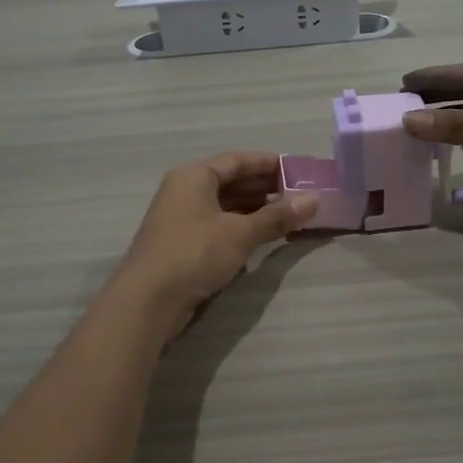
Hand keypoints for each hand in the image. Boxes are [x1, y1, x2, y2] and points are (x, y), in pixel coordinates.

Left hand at [113, 153, 317, 330]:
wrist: (147, 302)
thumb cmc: (194, 254)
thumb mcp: (240, 233)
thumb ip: (277, 216)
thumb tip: (314, 200)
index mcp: (193, 176)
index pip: (237, 160)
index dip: (268, 164)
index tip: (299, 170)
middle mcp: (184, 191)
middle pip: (231, 182)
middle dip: (266, 188)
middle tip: (300, 195)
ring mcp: (181, 219)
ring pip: (225, 206)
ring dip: (256, 210)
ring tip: (289, 216)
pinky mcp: (183, 245)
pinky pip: (219, 227)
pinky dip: (242, 228)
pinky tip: (263, 237)